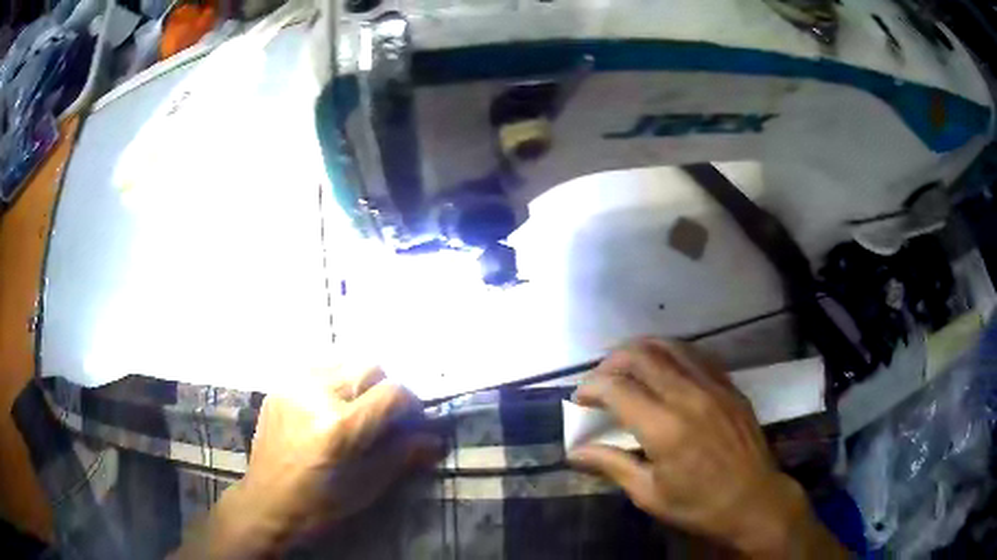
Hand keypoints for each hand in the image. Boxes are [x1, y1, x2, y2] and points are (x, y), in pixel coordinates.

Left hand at [173, 366, 440, 558]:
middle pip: (369, 365)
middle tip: (383, 416)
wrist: (266, 502)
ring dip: (358, 381)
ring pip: (343, 360)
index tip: (413, 421)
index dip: (411, 404)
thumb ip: (401, 455)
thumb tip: (433, 438)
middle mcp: (315, 395)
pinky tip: (329, 406)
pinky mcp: (279, 386)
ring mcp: (293, 386)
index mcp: (339, 427)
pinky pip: (317, 368)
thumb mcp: (366, 487)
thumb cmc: (319, 505)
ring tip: (354, 409)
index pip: (392, 392)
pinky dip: (333, 381)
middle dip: (385, 388)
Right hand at [568, 339, 846, 557]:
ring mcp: (713, 385)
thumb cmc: (699, 505)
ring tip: (625, 367)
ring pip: (669, 346)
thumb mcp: (649, 494)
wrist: (754, 500)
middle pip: (641, 355)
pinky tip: (664, 368)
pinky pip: (695, 355)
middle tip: (599, 381)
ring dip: (640, 350)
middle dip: (611, 361)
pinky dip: (671, 354)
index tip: (579, 400)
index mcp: (664, 427)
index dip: (590, 388)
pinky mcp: (729, 385)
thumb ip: (612, 465)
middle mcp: (688, 396)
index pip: (617, 388)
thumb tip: (575, 452)